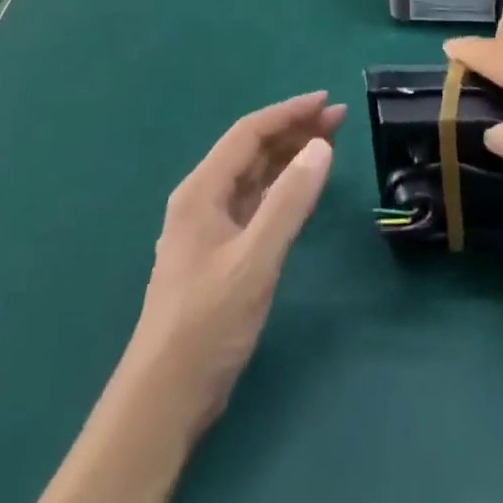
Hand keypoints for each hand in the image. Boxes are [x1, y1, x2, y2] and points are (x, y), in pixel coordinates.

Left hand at [129, 93, 343, 427]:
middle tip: (339, 120)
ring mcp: (209, 228)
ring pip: (254, 176)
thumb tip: (321, 146)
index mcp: (202, 190)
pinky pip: (255, 203)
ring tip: (329, 144)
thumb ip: (289, 201)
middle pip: (253, 150)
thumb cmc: (207, 323)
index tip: (328, 102)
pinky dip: (282, 188)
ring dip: (290, 156)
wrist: (163, 400)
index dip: (289, 112)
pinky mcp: (219, 254)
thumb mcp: (254, 260)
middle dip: (294, 130)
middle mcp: (202, 199)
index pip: (250, 133)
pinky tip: (302, 189)